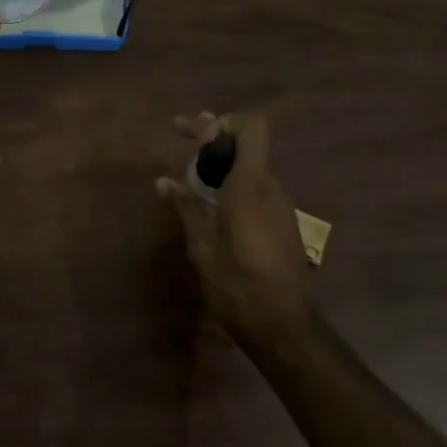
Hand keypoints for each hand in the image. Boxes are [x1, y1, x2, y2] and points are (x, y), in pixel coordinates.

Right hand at [156, 111, 314, 349]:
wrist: (283, 325)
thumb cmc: (237, 282)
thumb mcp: (201, 245)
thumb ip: (185, 207)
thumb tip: (163, 182)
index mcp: (250, 185)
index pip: (252, 127)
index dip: (224, 121)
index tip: (195, 135)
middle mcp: (270, 187)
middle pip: (247, 144)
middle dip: (213, 136)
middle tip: (179, 131)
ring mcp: (281, 206)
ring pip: (251, 168)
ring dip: (223, 162)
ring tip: (191, 174)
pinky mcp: (284, 223)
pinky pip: (257, 190)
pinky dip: (234, 184)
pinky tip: (212, 204)